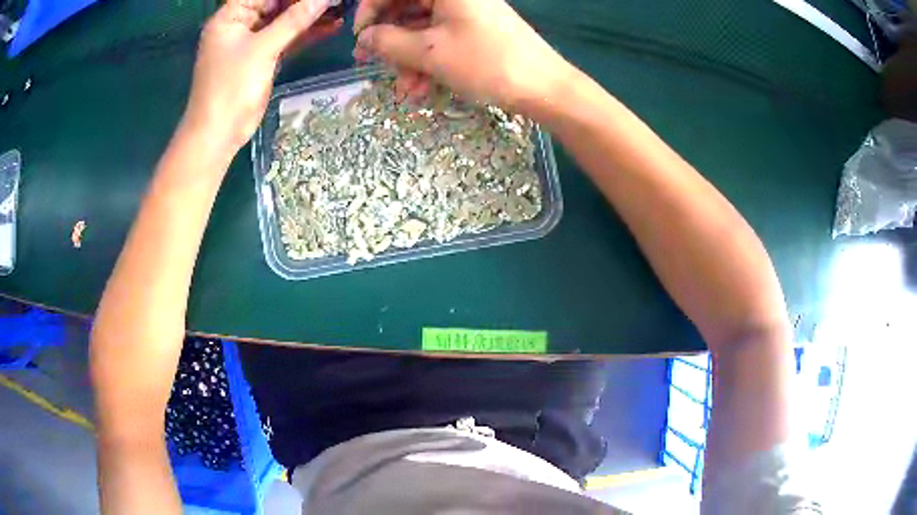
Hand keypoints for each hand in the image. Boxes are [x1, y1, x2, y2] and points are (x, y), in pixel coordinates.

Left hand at [182, 0, 341, 153]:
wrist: (219, 133)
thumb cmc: (231, 87)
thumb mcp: (263, 49)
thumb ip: (294, 20)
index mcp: (230, 17)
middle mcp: (240, 25)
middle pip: (276, 4)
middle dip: (305, 2)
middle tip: (334, 0)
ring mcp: (251, 42)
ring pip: (284, 21)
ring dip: (310, 16)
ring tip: (340, 9)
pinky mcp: (262, 58)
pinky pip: (286, 39)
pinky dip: (305, 34)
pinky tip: (331, 27)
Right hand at [353, 0, 575, 116]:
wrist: (544, 88)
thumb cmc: (486, 63)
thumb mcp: (429, 52)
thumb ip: (388, 42)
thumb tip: (364, 39)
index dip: (370, 12)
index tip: (360, 39)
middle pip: (407, 9)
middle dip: (391, 42)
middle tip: (375, 66)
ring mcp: (467, 12)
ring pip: (422, 28)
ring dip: (409, 59)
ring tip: (409, 90)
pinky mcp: (476, 30)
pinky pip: (441, 39)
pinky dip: (429, 62)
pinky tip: (425, 88)